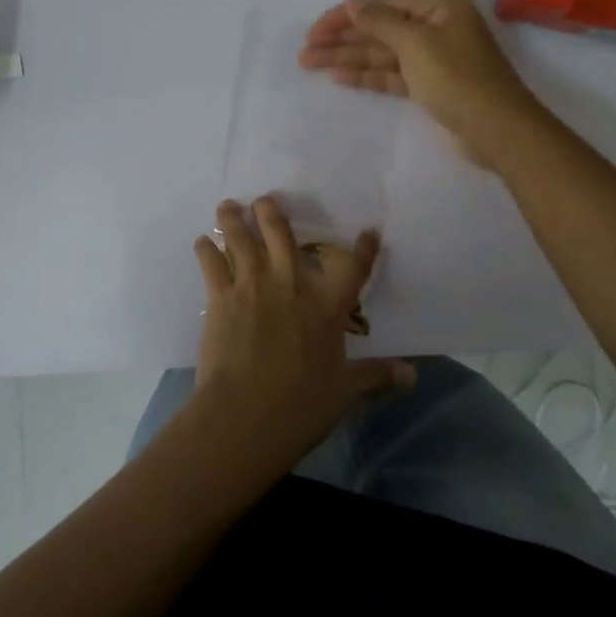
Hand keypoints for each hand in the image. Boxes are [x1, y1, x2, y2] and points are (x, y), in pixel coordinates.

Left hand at [192, 198, 413, 465]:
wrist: (245, 416)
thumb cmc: (300, 405)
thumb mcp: (345, 391)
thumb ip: (376, 377)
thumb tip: (413, 377)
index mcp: (327, 305)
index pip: (353, 268)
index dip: (363, 249)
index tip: (368, 231)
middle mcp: (291, 284)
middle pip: (282, 233)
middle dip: (272, 212)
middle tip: (265, 200)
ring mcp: (253, 285)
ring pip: (242, 239)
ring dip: (234, 220)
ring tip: (227, 206)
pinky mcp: (221, 297)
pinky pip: (212, 264)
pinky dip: (206, 250)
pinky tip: (201, 243)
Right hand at [298, 0, 540, 167]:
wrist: (496, 129)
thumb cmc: (457, 77)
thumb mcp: (416, 42)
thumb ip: (379, 21)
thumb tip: (352, 1)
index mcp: (439, 7)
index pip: (384, 4)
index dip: (347, 15)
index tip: (317, 28)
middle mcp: (435, 28)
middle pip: (380, 29)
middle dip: (343, 38)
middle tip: (305, 49)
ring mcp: (432, 59)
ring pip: (382, 54)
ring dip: (347, 58)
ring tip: (309, 63)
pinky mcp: (429, 87)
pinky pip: (391, 75)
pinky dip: (366, 76)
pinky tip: (338, 77)